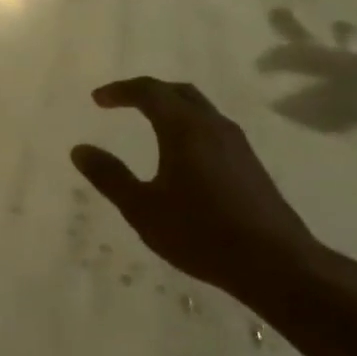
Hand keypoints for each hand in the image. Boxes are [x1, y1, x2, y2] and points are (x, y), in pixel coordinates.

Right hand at [70, 76, 356, 355]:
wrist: (276, 264)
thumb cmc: (201, 233)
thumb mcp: (142, 208)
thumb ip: (109, 176)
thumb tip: (79, 150)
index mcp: (185, 129)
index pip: (150, 92)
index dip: (121, 90)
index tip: (97, 100)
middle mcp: (213, 127)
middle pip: (179, 92)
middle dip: (147, 92)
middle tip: (121, 102)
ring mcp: (237, 145)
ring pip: (199, 109)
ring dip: (171, 107)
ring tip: (147, 122)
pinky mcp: (249, 165)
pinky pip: (212, 128)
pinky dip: (188, 125)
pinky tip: (180, 153)